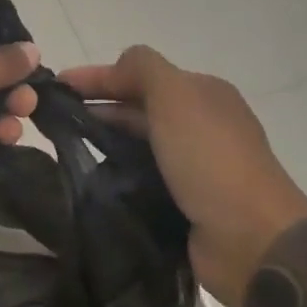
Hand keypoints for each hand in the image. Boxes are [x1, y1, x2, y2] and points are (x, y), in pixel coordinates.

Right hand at [61, 47, 306, 306]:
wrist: (252, 239)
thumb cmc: (210, 159)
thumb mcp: (176, 96)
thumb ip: (143, 69)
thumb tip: (115, 67)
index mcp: (203, 94)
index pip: (142, 74)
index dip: (99, 76)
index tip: (57, 85)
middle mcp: (201, 125)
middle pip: (140, 107)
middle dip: (99, 107)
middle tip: (54, 119)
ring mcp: (196, 166)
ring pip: (140, 144)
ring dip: (106, 141)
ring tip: (65, 149)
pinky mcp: (186, 203)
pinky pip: (143, 178)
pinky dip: (119, 174)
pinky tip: (92, 181)